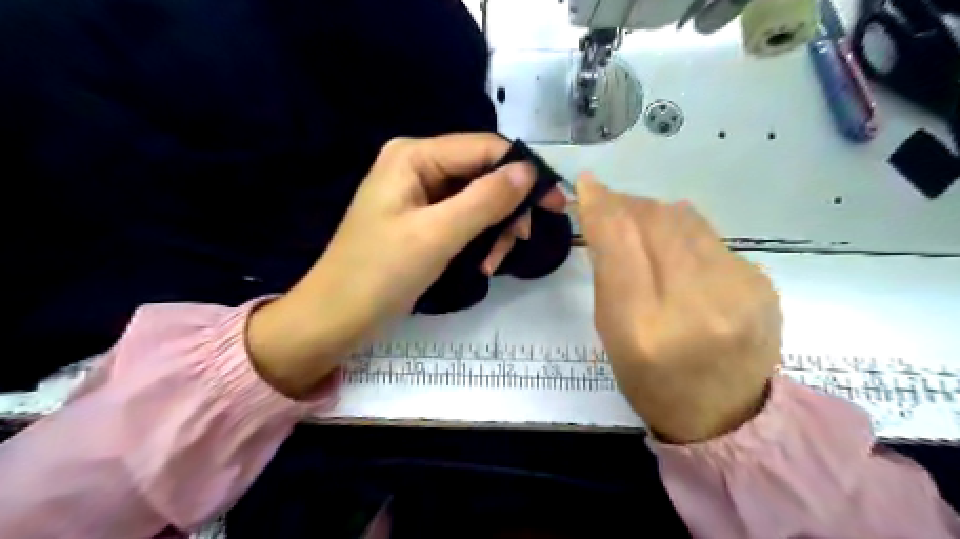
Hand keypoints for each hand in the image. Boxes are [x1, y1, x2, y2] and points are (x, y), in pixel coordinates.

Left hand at [246, 132, 563, 397]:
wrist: (336, 318)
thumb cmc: (379, 274)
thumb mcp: (437, 235)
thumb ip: (485, 199)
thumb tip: (530, 171)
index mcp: (414, 156)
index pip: (484, 148)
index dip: (524, 172)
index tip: (556, 204)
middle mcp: (418, 165)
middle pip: (483, 174)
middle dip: (506, 209)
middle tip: (522, 241)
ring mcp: (420, 194)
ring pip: (478, 199)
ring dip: (494, 230)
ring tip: (493, 263)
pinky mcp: (423, 220)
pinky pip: (464, 219)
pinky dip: (479, 240)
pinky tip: (482, 264)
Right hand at [576, 175, 777, 438]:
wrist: (724, 415)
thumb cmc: (650, 379)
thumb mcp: (611, 332)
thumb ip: (609, 272)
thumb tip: (610, 216)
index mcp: (643, 327)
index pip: (619, 243)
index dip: (601, 205)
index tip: (588, 183)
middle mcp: (694, 305)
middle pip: (656, 222)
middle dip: (628, 203)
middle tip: (612, 203)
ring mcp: (737, 292)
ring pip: (686, 220)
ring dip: (656, 213)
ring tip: (642, 221)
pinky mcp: (762, 284)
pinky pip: (711, 237)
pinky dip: (685, 234)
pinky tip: (678, 250)